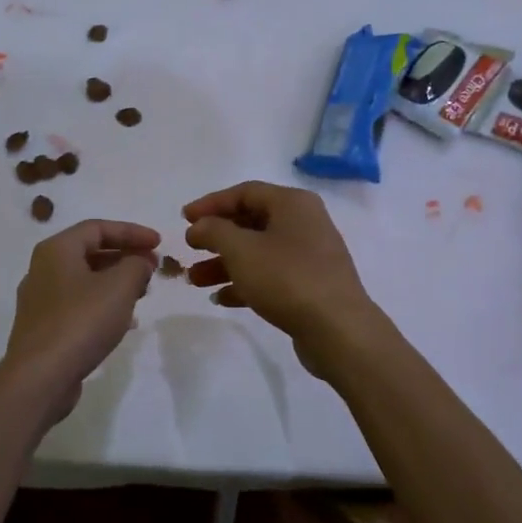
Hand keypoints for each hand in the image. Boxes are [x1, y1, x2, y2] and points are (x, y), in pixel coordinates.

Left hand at [3, 219, 159, 414]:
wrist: (40, 377)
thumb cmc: (81, 321)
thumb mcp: (119, 287)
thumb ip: (137, 266)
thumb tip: (140, 262)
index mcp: (56, 250)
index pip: (97, 227)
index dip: (132, 232)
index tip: (159, 243)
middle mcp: (43, 269)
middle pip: (90, 252)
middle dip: (125, 257)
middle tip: (153, 267)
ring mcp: (40, 300)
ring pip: (85, 280)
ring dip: (116, 282)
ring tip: (143, 292)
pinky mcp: (44, 328)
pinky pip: (78, 305)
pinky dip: (103, 304)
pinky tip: (124, 322)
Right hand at [182, 181, 383, 373]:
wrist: (338, 330)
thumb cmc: (287, 278)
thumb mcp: (241, 250)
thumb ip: (214, 231)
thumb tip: (200, 226)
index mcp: (292, 204)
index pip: (244, 192)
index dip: (211, 204)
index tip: (183, 219)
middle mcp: (304, 223)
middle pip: (250, 222)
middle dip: (216, 238)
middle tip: (189, 250)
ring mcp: (309, 256)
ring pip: (258, 252)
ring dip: (224, 264)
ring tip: (195, 281)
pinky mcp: (310, 285)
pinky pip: (270, 276)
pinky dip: (245, 283)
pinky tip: (220, 299)